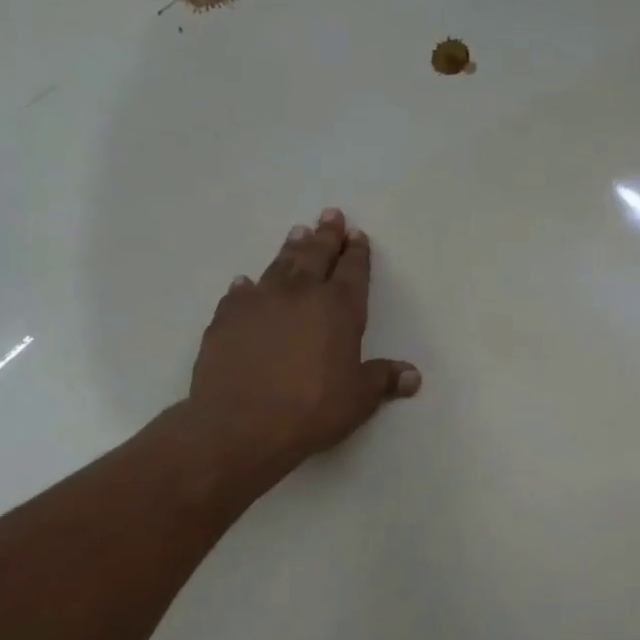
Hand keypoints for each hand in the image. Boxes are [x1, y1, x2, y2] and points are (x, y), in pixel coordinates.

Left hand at [188, 209, 420, 485]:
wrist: (240, 424)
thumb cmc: (311, 410)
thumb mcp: (357, 399)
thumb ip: (383, 380)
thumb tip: (413, 376)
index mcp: (339, 309)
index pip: (353, 271)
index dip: (357, 253)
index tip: (357, 235)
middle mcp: (300, 294)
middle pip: (316, 255)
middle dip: (327, 235)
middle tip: (331, 215)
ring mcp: (260, 301)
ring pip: (280, 264)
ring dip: (291, 248)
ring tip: (298, 232)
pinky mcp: (226, 317)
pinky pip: (240, 293)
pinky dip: (248, 285)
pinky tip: (246, 282)